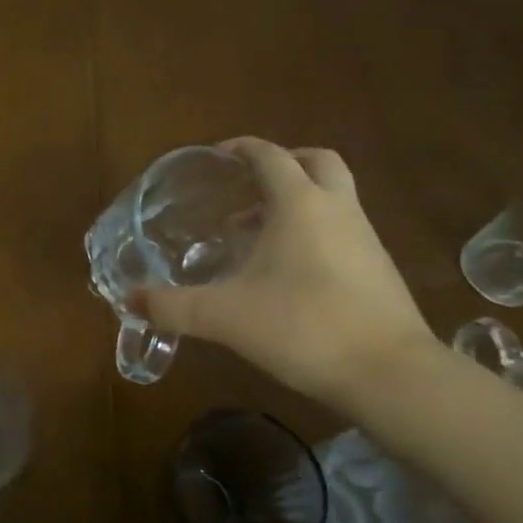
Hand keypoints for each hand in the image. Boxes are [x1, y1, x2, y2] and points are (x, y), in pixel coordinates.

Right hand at [142, 138, 435, 401]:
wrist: (391, 375)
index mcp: (299, 204)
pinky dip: (314, 230)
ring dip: (298, 199)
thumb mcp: (225, 317)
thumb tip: (131, 301)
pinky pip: (342, 229)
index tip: (216, 155)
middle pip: (316, 161)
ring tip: (257, 231)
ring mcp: (365, 238)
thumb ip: (174, 306)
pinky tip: (288, 270)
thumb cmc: (303, 328)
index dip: (242, 148)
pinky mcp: (378, 269)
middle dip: (284, 162)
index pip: (270, 156)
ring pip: (333, 196)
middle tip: (249, 183)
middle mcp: (336, 209)